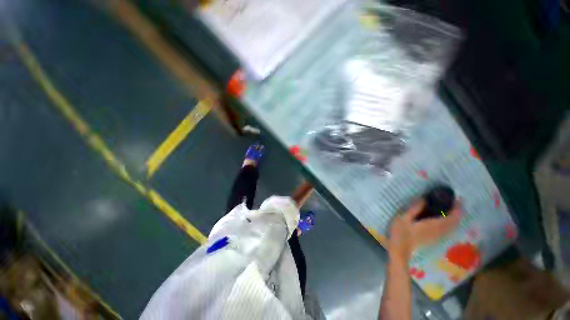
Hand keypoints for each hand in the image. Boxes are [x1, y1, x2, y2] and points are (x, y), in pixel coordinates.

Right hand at [388, 200, 460, 261]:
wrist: (400, 249)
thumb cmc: (400, 233)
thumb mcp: (403, 218)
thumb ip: (414, 209)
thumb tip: (423, 199)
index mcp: (432, 225)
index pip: (451, 218)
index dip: (457, 209)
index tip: (458, 200)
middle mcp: (439, 231)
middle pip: (454, 222)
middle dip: (458, 212)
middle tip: (456, 202)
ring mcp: (437, 236)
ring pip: (452, 227)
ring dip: (455, 218)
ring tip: (452, 209)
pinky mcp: (434, 238)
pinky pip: (448, 230)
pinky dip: (450, 223)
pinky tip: (445, 219)